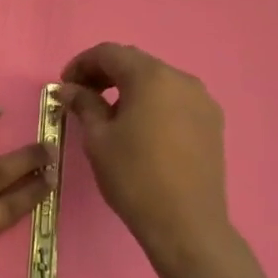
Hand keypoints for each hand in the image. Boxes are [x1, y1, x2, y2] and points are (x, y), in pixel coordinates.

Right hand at [59, 43, 247, 277]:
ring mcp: (202, 100)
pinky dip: (152, 103)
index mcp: (151, 77)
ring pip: (157, 80)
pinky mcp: (212, 123)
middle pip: (135, 63)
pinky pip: (175, 99)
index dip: (81, 64)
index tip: (65, 86)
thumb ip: (83, 104)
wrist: (186, 224)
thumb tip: (68, 88)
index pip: (109, 53)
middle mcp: (181, 79)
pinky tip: (139, 128)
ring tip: (109, 113)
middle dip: (105, 74)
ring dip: (129, 88)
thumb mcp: (98, 138)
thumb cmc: (134, 176)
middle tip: (81, 96)